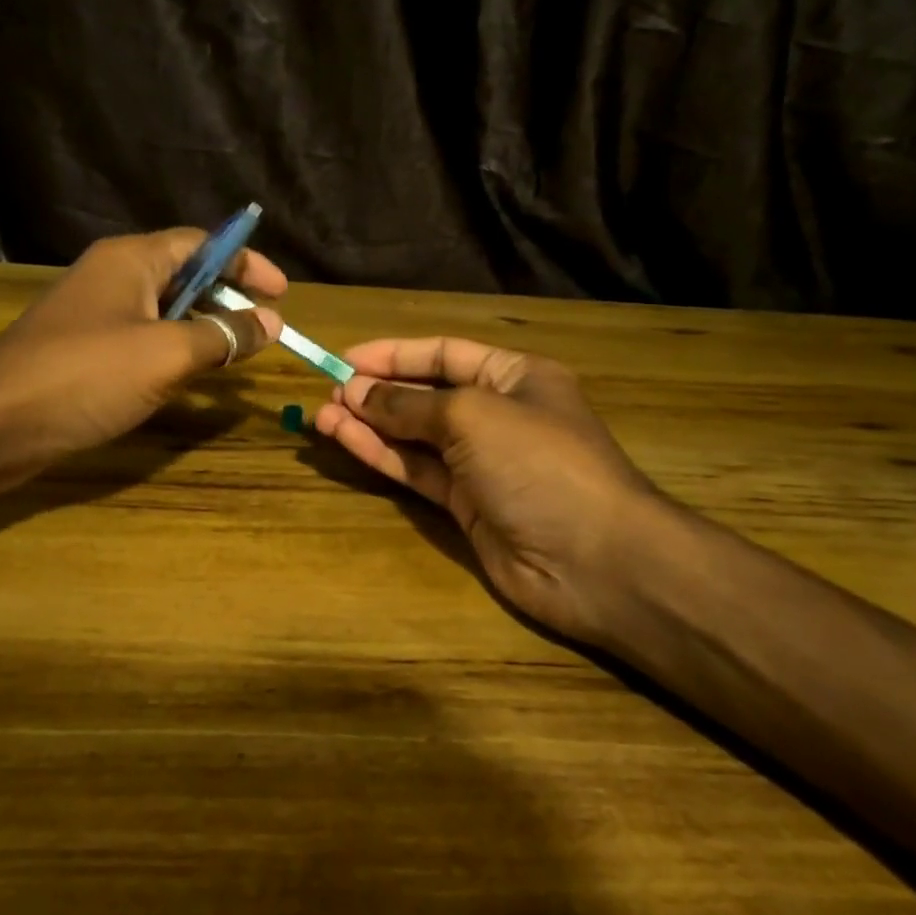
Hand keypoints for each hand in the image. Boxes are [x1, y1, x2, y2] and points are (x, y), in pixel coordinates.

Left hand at [0, 229, 284, 481]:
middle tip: (264, 327)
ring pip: (165, 310)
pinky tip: (191, 378)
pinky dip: (174, 351)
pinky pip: (143, 338)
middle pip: (185, 274)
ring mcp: (96, 314)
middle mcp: (114, 276)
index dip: (246, 263)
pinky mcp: (85, 350)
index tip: (282, 294)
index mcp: (132, 259)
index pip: (202, 244)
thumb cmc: (86, 375)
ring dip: (203, 327)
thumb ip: (223, 335)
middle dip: (228, 297)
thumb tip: (270, 322)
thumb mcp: (167, 354)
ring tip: (238, 354)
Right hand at [314, 337, 664, 650]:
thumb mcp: (472, 416)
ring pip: (415, 436)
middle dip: (377, 391)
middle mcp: (497, 414)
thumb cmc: (538, 463)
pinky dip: (382, 455)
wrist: (594, 560)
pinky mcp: (466, 504)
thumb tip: (357, 393)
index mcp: (514, 377)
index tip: (346, 359)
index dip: (395, 355)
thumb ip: (410, 404)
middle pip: (426, 394)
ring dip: (370, 424)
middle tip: (327, 392)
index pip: (445, 354)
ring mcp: (481, 463)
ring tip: (321, 416)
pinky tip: (345, 440)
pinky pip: (416, 471)